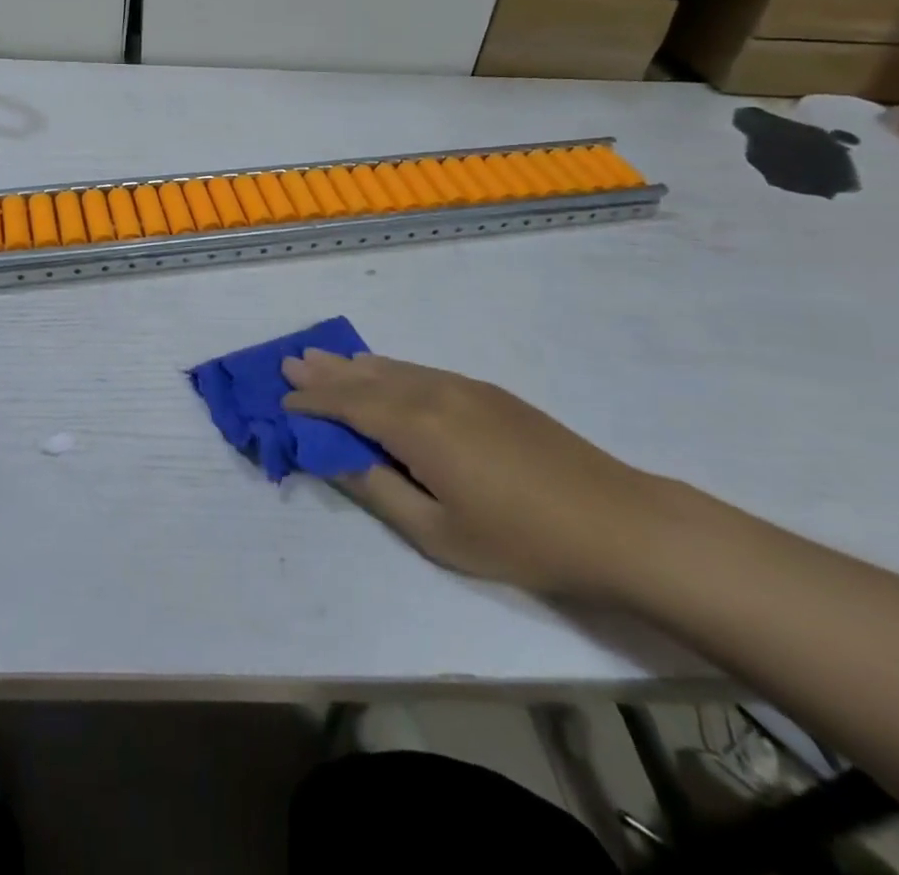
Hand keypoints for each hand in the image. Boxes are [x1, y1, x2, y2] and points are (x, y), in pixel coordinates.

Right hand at [282, 352, 665, 597]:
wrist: (616, 521)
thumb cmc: (522, 539)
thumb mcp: (438, 533)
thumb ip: (380, 490)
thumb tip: (337, 458)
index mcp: (416, 426)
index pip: (348, 405)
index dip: (313, 404)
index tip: (282, 402)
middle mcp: (433, 393)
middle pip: (366, 377)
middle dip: (326, 373)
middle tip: (290, 361)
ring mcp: (463, 388)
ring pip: (393, 369)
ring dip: (354, 365)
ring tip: (322, 358)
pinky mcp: (487, 392)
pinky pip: (420, 372)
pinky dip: (389, 369)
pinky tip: (381, 371)